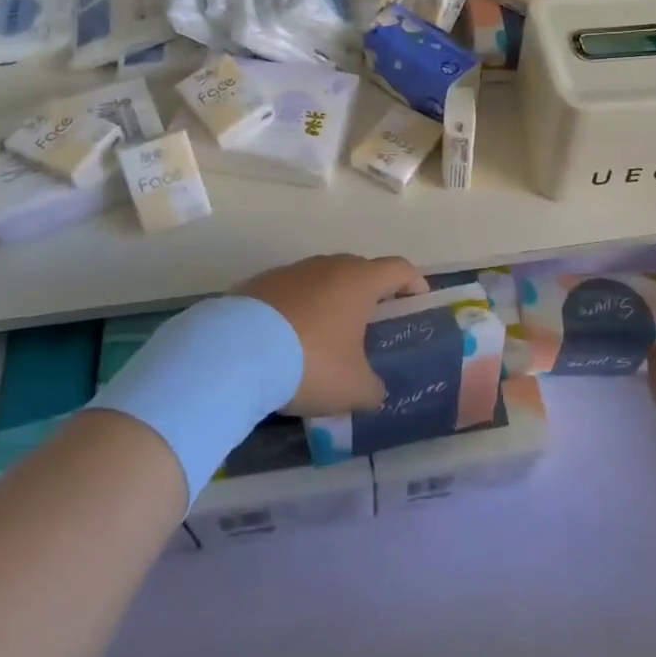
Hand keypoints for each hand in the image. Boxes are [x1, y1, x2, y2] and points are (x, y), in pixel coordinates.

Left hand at [238, 253, 427, 415]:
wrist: (236, 352)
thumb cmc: (310, 362)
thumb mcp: (353, 388)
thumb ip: (374, 388)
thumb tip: (376, 390)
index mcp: (360, 281)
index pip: (399, 269)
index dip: (414, 284)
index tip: (419, 302)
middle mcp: (328, 266)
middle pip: (360, 271)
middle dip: (370, 294)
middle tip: (373, 325)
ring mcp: (291, 271)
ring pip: (322, 280)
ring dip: (330, 302)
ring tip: (327, 337)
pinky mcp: (259, 284)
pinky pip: (290, 293)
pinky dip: (297, 310)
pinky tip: (288, 341)